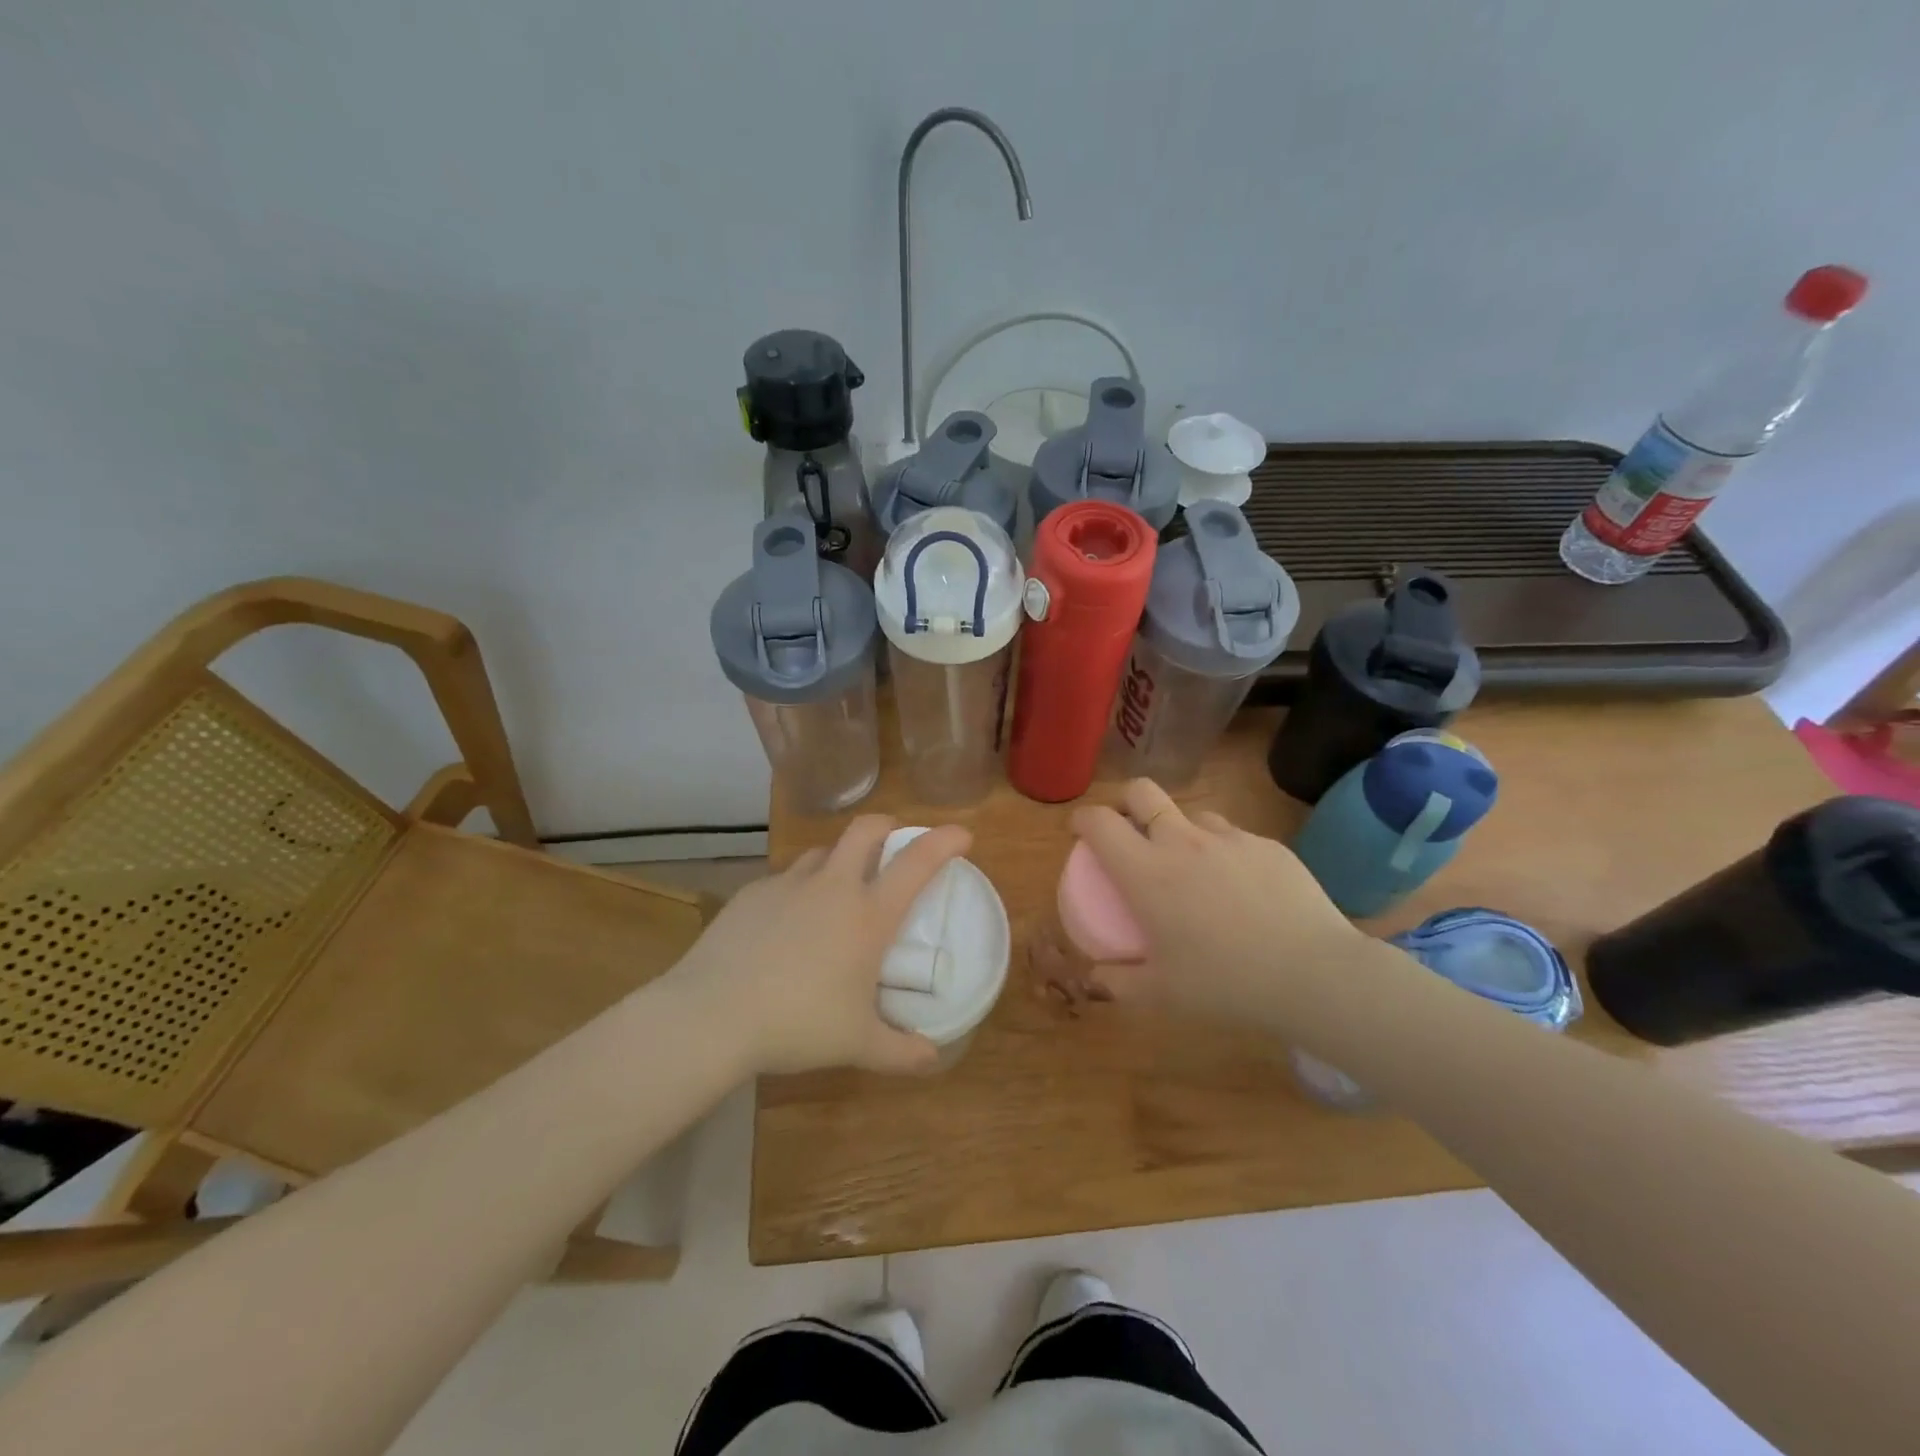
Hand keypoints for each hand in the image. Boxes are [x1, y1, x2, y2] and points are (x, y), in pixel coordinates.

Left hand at [663, 816, 970, 1075]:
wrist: (713, 1014)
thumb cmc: (797, 1024)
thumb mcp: (857, 1044)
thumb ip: (901, 1050)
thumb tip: (934, 1057)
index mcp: (867, 915)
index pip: (916, 862)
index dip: (944, 841)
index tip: (962, 834)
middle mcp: (832, 887)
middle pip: (865, 830)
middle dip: (888, 826)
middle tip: (895, 842)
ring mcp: (788, 884)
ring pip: (822, 852)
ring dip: (839, 859)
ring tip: (838, 888)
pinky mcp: (752, 893)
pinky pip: (785, 879)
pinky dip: (799, 889)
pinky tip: (788, 922)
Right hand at [1069, 780, 1362, 1025]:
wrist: (1313, 975)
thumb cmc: (1225, 983)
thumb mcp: (1162, 994)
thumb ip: (1119, 982)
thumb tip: (1095, 976)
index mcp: (1146, 871)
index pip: (1100, 823)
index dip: (1081, 819)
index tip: (1078, 831)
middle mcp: (1182, 842)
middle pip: (1142, 792)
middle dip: (1125, 801)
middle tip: (1126, 828)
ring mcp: (1229, 839)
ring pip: (1191, 814)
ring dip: (1178, 828)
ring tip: (1188, 864)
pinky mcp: (1268, 846)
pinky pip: (1233, 837)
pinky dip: (1222, 852)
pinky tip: (1239, 888)